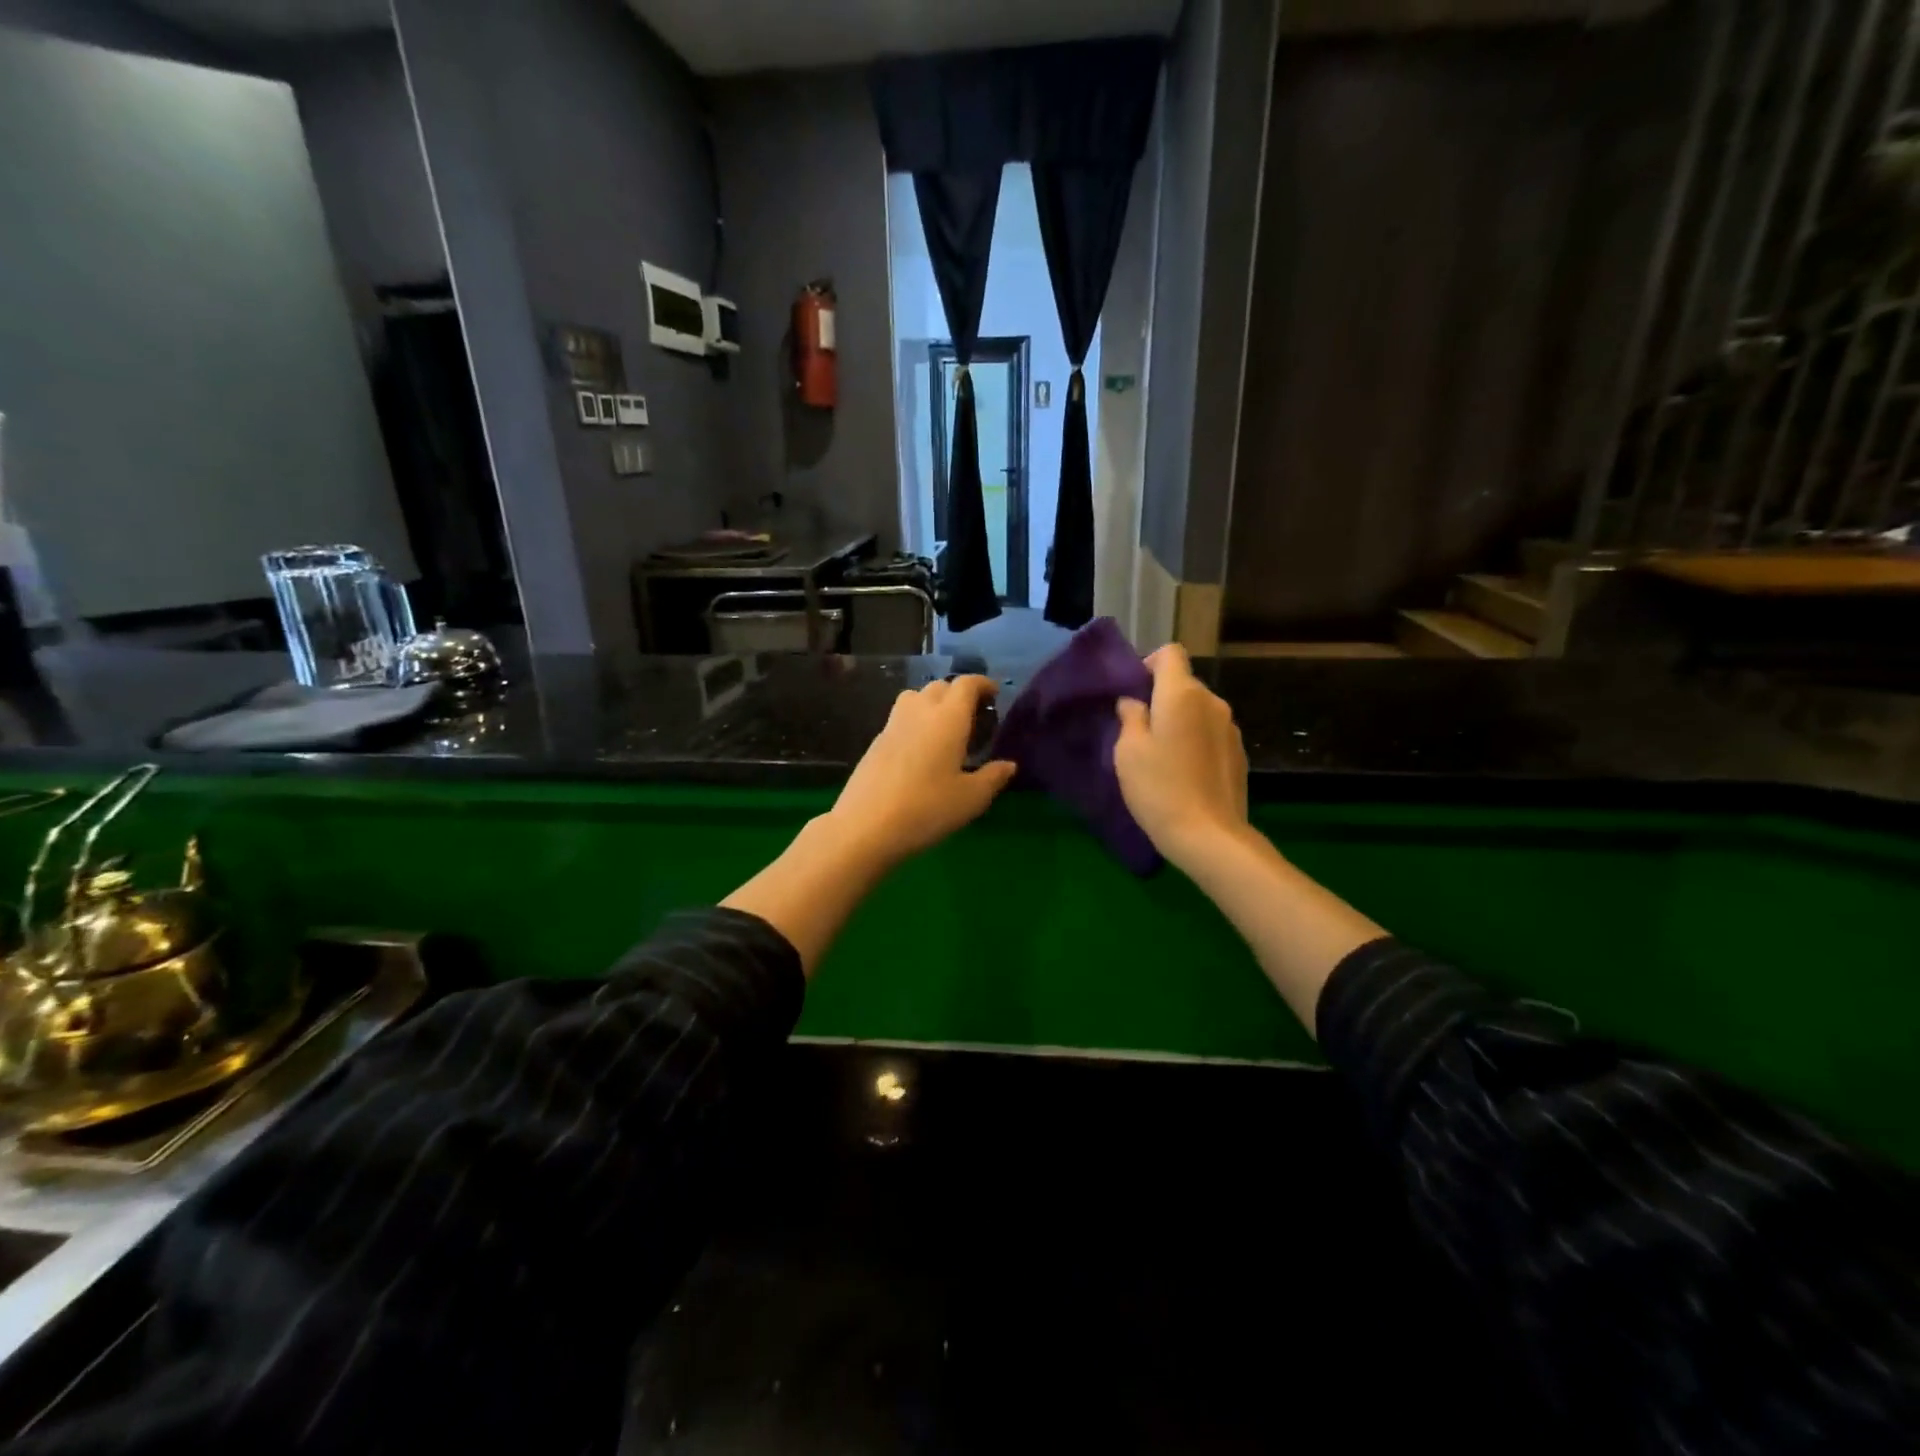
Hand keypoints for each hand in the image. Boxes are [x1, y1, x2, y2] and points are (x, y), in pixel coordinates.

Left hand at [826, 676, 1017, 869]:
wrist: (866, 826)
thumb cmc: (927, 809)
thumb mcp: (971, 798)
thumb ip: (993, 777)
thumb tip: (1009, 765)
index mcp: (948, 718)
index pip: (966, 684)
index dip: (982, 684)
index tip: (994, 694)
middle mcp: (920, 712)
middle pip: (940, 686)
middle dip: (959, 694)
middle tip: (973, 715)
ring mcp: (893, 724)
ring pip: (916, 697)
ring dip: (933, 703)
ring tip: (945, 728)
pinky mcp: (876, 741)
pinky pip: (901, 718)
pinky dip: (915, 721)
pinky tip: (921, 749)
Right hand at [1114, 645, 1250, 870]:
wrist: (1208, 835)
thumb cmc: (1159, 787)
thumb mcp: (1128, 751)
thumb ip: (1130, 718)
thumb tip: (1134, 703)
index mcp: (1182, 694)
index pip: (1170, 653)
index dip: (1149, 665)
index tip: (1134, 693)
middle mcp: (1212, 702)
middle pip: (1184, 683)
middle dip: (1162, 697)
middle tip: (1140, 730)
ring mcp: (1230, 728)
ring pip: (1199, 710)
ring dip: (1180, 721)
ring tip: (1163, 754)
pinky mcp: (1239, 753)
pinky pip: (1211, 733)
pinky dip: (1196, 740)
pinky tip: (1185, 771)